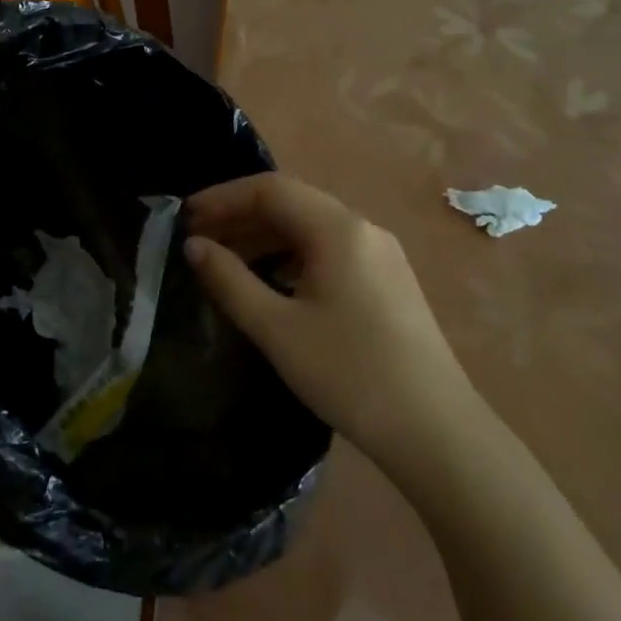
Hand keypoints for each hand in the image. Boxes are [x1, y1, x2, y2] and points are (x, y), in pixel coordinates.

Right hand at [184, 174, 473, 465]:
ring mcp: (380, 254)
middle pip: (291, 203)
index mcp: (337, 229)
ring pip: (311, 227)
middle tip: (198, 239)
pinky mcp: (387, 279)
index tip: (184, 218)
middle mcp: (362, 228)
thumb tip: (194, 246)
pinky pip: (329, 250)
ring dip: (265, 236)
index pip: (270, 189)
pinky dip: (291, 255)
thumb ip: (229, 280)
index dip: (222, 198)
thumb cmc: (349, 374)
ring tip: (225, 260)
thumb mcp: (276, 328)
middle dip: (241, 215)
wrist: (436, 431)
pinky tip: (271, 281)